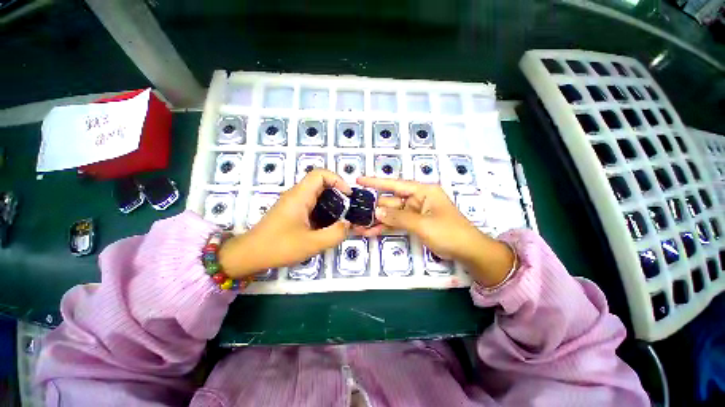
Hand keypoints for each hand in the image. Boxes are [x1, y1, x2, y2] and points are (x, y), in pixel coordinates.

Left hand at [219, 169, 351, 278]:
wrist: (249, 255)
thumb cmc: (278, 247)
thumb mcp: (311, 244)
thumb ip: (334, 234)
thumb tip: (348, 224)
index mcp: (300, 196)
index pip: (320, 174)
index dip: (337, 179)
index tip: (348, 195)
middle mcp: (296, 195)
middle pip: (320, 182)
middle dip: (338, 192)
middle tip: (348, 208)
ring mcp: (293, 203)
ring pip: (317, 194)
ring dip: (332, 202)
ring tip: (342, 216)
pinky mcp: (292, 211)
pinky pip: (312, 204)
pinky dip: (324, 209)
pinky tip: (328, 223)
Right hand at [355, 177, 514, 286]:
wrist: (467, 251)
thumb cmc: (449, 232)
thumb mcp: (423, 224)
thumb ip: (399, 218)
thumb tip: (376, 212)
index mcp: (423, 191)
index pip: (395, 184)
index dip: (376, 182)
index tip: (360, 180)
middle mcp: (417, 199)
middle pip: (391, 202)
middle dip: (374, 209)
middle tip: (355, 213)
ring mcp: (414, 212)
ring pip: (391, 214)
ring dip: (377, 221)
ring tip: (359, 226)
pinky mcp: (413, 224)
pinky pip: (396, 223)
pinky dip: (385, 228)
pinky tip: (371, 232)